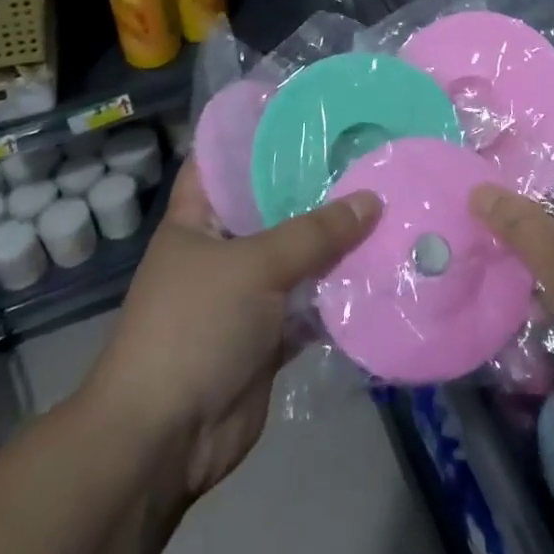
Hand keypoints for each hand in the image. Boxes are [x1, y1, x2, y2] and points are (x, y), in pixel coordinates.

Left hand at [80, 158, 380, 498]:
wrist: (164, 440)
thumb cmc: (193, 328)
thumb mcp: (254, 266)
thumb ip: (314, 233)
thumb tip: (372, 200)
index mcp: (197, 220)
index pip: (222, 160)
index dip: (256, 135)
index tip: (306, 113)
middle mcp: (221, 250)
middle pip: (272, 208)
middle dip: (316, 189)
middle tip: (367, 156)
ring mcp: (246, 295)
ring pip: (298, 257)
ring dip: (336, 243)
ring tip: (388, 203)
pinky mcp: (268, 335)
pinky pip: (311, 303)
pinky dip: (340, 292)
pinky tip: (382, 268)